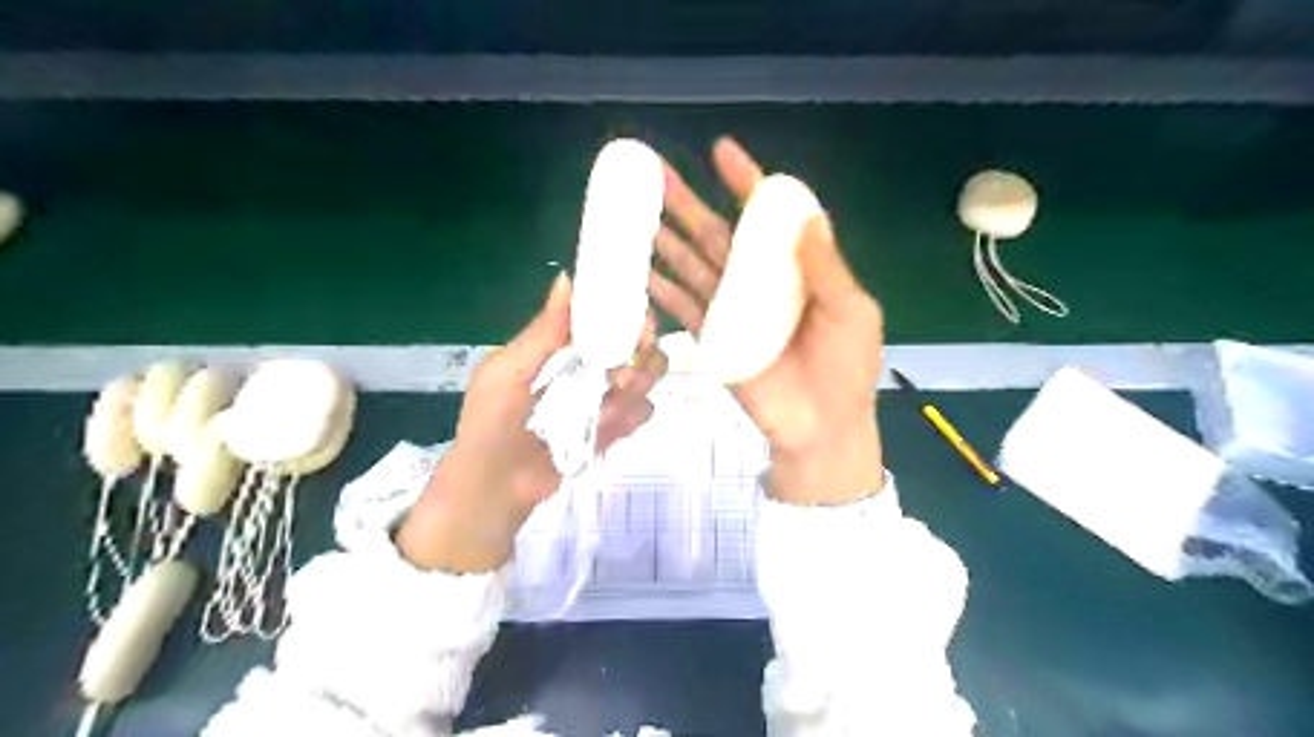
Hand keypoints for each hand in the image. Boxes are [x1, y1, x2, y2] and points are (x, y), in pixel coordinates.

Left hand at [398, 273, 668, 571]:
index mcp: (561, 346)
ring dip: (639, 385)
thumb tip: (567, 278)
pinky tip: (607, 426)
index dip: (626, 313)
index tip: (636, 321)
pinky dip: (633, 416)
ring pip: (646, 376)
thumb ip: (542, 332)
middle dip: (642, 353)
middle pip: (635, 345)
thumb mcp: (508, 372)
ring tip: (612, 401)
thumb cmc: (491, 424)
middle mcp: (587, 365)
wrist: (495, 488)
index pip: (604, 316)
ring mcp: (603, 397)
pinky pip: (642, 412)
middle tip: (625, 373)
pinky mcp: (613, 428)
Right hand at [652, 139, 888, 506]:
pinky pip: (683, 307)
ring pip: (692, 265)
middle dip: (686, 203)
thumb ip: (827, 269)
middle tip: (653, 173)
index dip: (744, 183)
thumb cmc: (845, 368)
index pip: (766, 216)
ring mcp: (731, 309)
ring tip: (634, 214)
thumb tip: (807, 216)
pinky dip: (661, 289)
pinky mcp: (713, 338)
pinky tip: (639, 269)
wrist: (821, 426)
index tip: (720, 151)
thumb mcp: (851, 313)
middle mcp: (758, 281)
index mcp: (794, 267)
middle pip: (716, 234)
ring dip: (664, 240)